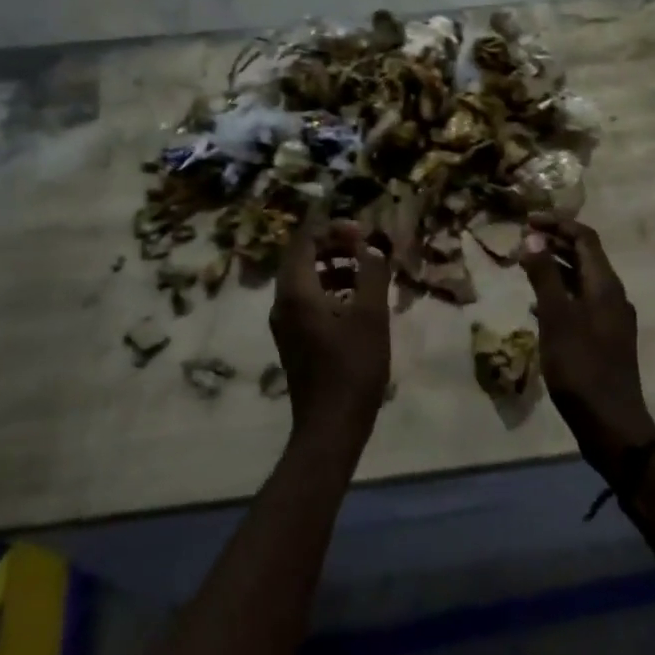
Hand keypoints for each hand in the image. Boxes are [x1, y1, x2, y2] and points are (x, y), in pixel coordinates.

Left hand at [271, 215, 392, 444]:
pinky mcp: (294, 339)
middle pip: (302, 257)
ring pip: (305, 279)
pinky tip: (357, 301)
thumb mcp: (371, 315)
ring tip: (366, 271)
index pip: (304, 240)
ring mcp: (285, 323)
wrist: (331, 425)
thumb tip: (370, 248)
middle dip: (333, 245)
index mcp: (296, 291)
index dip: (332, 229)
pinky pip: (307, 300)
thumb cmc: (353, 367)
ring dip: (333, 267)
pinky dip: (329, 289)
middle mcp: (282, 302)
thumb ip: (371, 274)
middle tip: (365, 247)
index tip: (362, 233)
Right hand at [520, 216, 654, 476]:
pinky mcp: (604, 338)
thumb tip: (533, 237)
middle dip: (554, 242)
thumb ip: (544, 276)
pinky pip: (580, 302)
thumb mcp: (557, 318)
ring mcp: (610, 318)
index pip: (585, 238)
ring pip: (581, 280)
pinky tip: (537, 305)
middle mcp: (612, 295)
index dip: (557, 224)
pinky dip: (559, 293)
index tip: (526, 220)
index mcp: (605, 285)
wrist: (611, 424)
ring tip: (525, 265)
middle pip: (584, 256)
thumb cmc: (581, 367)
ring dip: (555, 267)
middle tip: (522, 239)